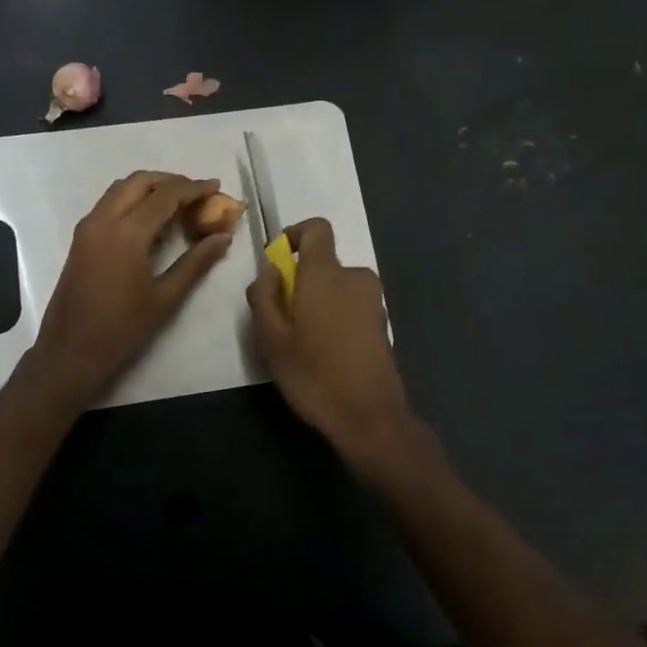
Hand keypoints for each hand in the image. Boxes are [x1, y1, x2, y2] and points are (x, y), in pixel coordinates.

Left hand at [26, 171, 234, 406]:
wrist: (71, 352)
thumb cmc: (122, 329)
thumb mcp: (166, 297)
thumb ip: (196, 262)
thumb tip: (223, 237)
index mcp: (126, 233)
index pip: (165, 196)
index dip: (194, 188)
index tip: (216, 186)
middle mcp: (103, 220)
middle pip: (140, 181)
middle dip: (171, 181)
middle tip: (197, 193)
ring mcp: (88, 227)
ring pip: (121, 188)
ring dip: (150, 188)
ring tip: (178, 203)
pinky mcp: (81, 237)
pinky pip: (109, 203)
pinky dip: (133, 200)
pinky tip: (152, 221)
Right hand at [246, 218, 416, 482]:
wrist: (370, 418)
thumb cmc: (314, 375)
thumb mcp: (271, 339)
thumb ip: (264, 296)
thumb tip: (270, 271)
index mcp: (326, 274)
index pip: (317, 228)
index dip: (294, 235)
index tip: (278, 264)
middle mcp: (355, 277)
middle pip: (323, 263)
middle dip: (301, 281)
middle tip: (283, 320)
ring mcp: (373, 300)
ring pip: (336, 286)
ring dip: (318, 301)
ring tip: (303, 342)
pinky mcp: (382, 322)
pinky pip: (350, 304)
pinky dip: (335, 316)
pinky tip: (326, 352)